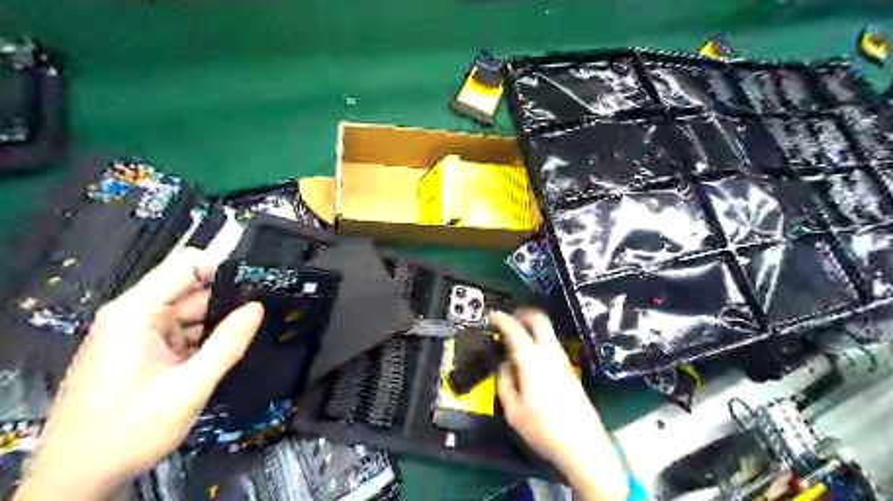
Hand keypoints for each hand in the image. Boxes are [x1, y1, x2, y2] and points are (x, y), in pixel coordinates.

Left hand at [16, 247, 262, 500]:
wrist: (77, 479)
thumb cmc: (128, 431)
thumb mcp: (188, 388)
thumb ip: (226, 344)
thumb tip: (257, 308)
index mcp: (136, 313)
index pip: (186, 264)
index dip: (223, 267)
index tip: (258, 283)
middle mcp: (135, 316)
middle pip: (192, 289)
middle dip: (227, 300)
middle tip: (262, 314)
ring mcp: (138, 334)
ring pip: (192, 313)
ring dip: (219, 322)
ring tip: (250, 334)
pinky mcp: (144, 351)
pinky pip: (184, 332)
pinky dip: (206, 339)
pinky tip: (226, 352)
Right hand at [495, 310, 626, 500]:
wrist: (584, 445)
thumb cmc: (543, 428)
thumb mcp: (513, 410)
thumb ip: (504, 382)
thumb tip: (504, 365)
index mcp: (531, 360)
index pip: (515, 329)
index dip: (502, 318)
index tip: (492, 314)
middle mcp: (550, 353)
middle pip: (539, 320)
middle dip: (523, 313)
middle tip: (509, 318)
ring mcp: (563, 360)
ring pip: (548, 331)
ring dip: (532, 327)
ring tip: (517, 337)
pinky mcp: (571, 370)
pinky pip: (552, 344)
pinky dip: (539, 339)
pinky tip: (531, 356)